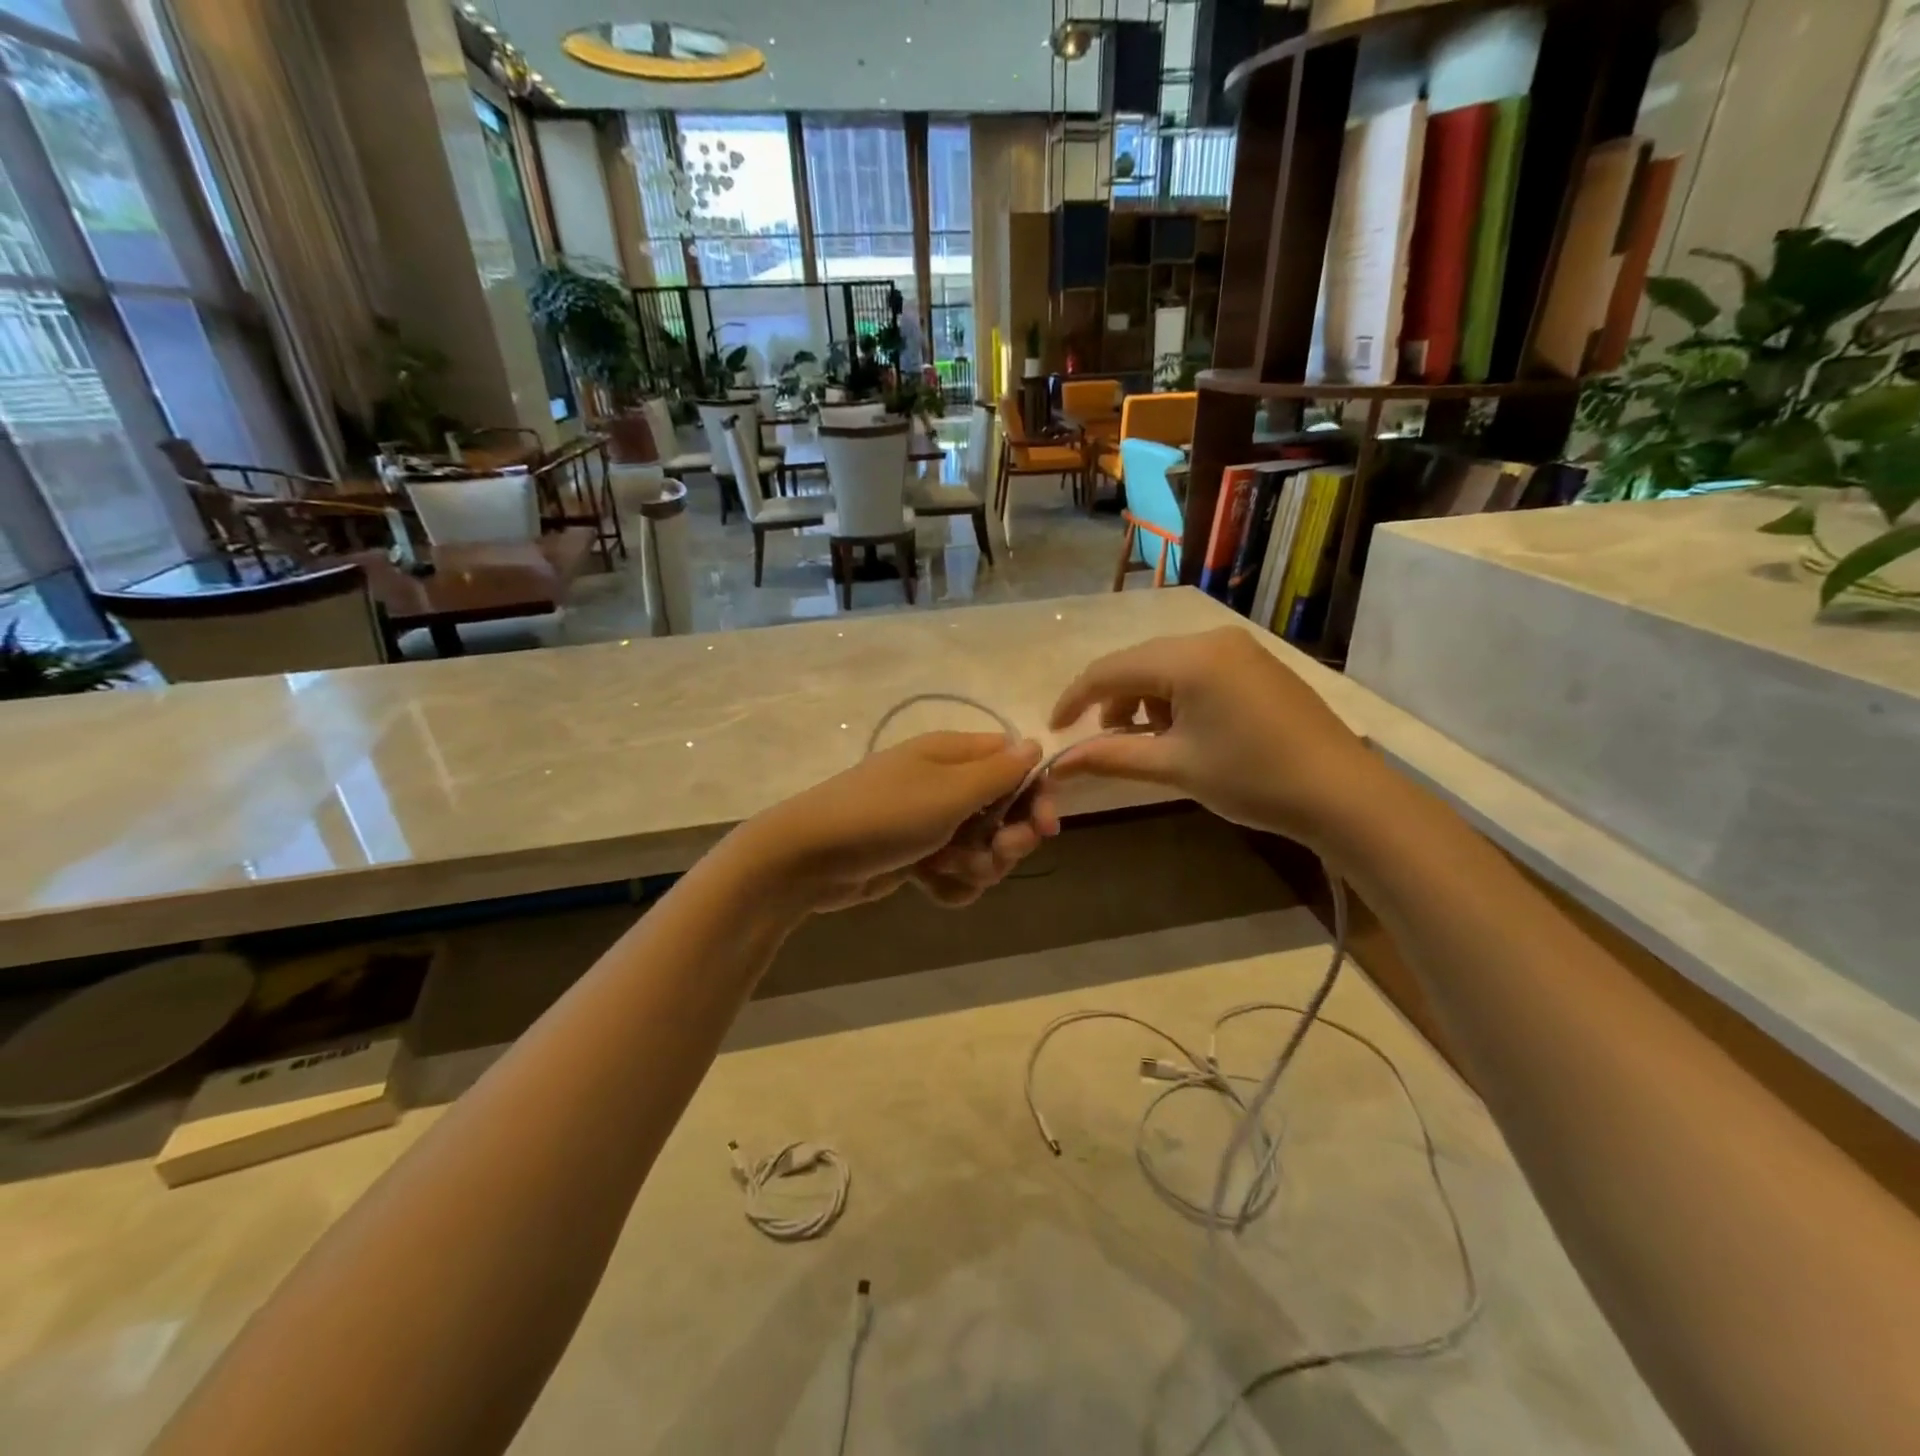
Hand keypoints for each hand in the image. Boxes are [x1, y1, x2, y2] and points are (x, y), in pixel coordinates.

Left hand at [741, 732, 1060, 912]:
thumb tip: (1034, 744)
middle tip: (992, 854)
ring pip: (982, 848)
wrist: (809, 858)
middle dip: (1005, 840)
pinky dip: (949, 883)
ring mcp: (930, 822)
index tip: (1044, 828)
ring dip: (975, 866)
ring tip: (945, 868)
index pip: (1015, 765)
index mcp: (954, 755)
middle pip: (1005, 812)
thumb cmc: (884, 816)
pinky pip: (954, 872)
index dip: (1035, 796)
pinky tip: (928, 886)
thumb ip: (999, 772)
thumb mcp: (948, 791)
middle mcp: (946, 784)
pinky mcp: (916, 856)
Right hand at [1048, 627, 1385, 848]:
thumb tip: (1056, 764)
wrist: (1341, 793)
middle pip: (1139, 663)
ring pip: (1168, 666)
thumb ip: (1109, 757)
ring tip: (1150, 740)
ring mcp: (1239, 648)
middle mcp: (1211, 639)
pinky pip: (1197, 670)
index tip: (1054, 729)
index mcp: (1189, 658)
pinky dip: (1176, 696)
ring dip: (1146, 699)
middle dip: (1113, 700)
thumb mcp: (1174, 767)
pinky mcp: (1257, 664)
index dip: (1075, 698)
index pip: (1111, 669)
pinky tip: (1185, 729)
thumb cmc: (1251, 778)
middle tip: (1105, 740)